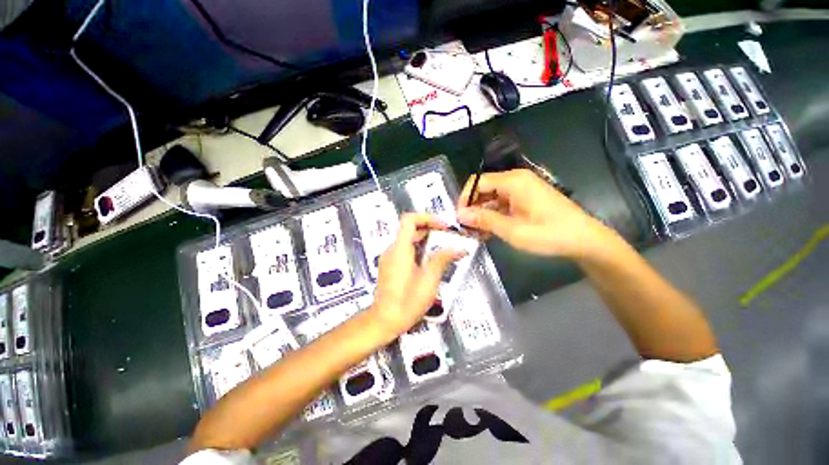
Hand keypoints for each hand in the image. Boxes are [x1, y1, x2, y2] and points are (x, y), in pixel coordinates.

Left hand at [368, 214, 461, 339]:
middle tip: (448, 237)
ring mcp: (389, 257)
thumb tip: (459, 249)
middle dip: (431, 229)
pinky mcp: (390, 265)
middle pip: (410, 228)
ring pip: (408, 239)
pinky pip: (405, 250)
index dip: (428, 217)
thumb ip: (443, 260)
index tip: (443, 226)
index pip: (409, 219)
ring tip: (443, 249)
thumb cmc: (407, 302)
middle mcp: (392, 249)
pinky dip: (419, 249)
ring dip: (426, 240)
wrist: (384, 321)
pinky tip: (431, 261)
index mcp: (400, 249)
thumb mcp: (429, 280)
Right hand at [457, 169, 609, 258]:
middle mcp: (516, 180)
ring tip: (477, 233)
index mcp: (513, 181)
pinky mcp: (526, 198)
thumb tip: (460, 214)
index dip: (465, 199)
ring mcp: (522, 189)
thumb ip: (484, 220)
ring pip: (492, 197)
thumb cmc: (549, 234)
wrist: (585, 240)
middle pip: (484, 189)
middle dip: (473, 208)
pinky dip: (494, 215)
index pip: (477, 182)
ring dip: (483, 214)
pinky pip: (503, 203)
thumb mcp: (512, 230)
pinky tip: (490, 230)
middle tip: (467, 228)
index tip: (460, 218)